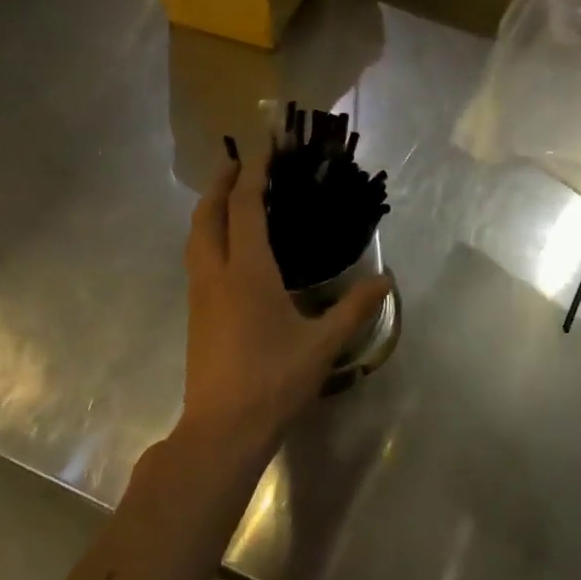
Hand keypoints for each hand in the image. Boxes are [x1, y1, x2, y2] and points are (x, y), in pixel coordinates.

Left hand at [176, 143, 390, 456]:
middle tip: (237, 162)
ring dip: (209, 208)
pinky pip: (197, 257)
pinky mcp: (196, 314)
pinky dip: (208, 234)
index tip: (264, 149)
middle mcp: (217, 275)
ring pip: (196, 237)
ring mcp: (200, 295)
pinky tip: (226, 246)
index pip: (245, 208)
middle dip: (220, 183)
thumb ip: (355, 309)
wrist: (221, 430)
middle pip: (208, 215)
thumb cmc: (273, 380)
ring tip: (229, 196)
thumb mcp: (323, 345)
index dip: (253, 174)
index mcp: (247, 273)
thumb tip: (385, 280)